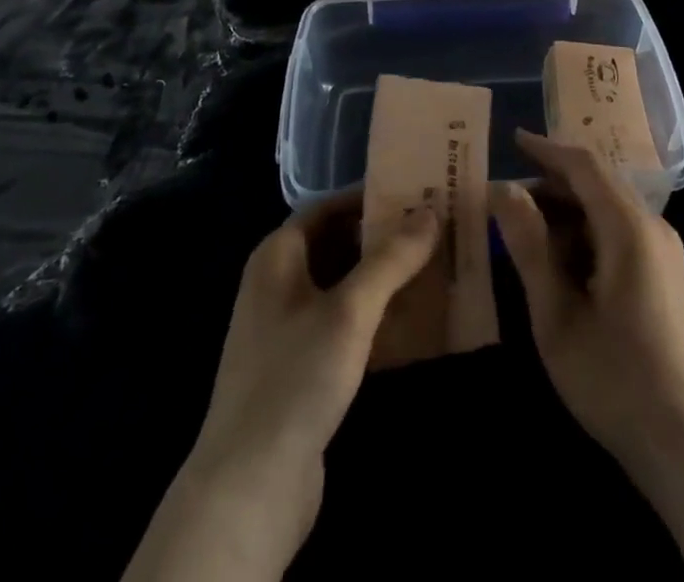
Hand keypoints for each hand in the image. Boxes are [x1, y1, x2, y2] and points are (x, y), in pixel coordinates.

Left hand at [126, 200, 438, 581]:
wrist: (248, 489)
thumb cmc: (295, 378)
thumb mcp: (350, 310)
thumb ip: (391, 258)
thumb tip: (431, 210)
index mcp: (277, 257)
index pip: (327, 207)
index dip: (369, 197)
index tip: (416, 193)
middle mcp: (278, 284)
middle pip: (336, 244)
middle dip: (383, 237)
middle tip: (434, 229)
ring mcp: (287, 329)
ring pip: (342, 286)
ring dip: (383, 278)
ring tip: (433, 267)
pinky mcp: (301, 369)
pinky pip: (343, 325)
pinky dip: (375, 317)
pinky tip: (413, 322)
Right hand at [491, 131, 683, 479]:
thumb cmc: (614, 379)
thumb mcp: (557, 315)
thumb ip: (529, 246)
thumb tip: (503, 189)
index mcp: (628, 228)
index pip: (584, 165)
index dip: (546, 149)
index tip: (512, 139)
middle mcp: (654, 227)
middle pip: (599, 183)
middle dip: (554, 182)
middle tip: (509, 197)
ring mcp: (667, 253)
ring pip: (611, 208)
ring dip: (571, 210)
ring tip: (530, 231)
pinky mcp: (670, 276)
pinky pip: (624, 232)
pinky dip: (590, 232)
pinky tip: (566, 262)